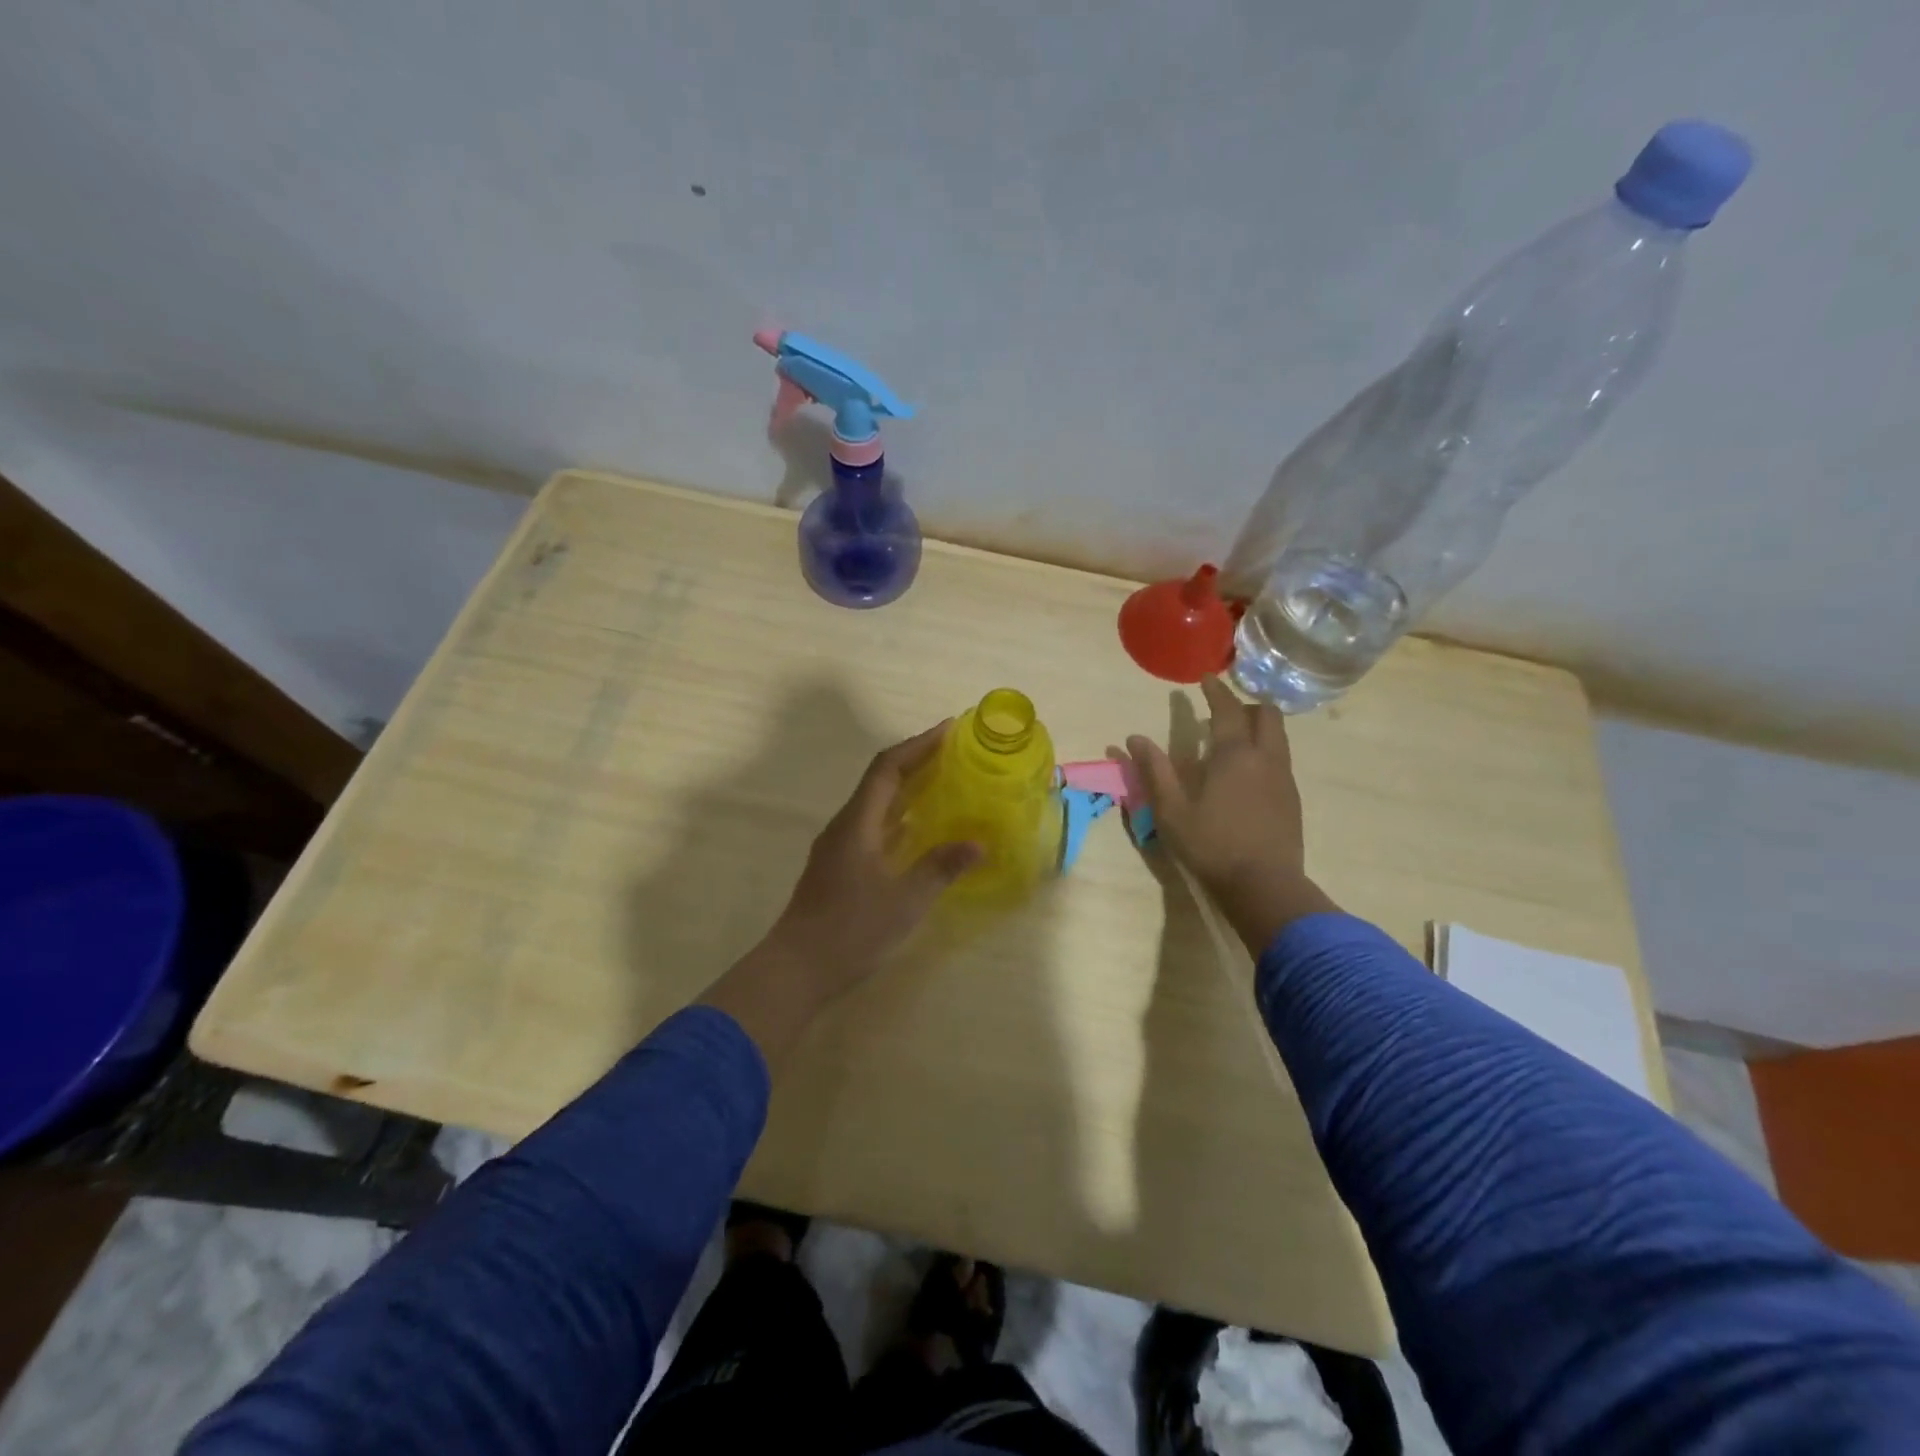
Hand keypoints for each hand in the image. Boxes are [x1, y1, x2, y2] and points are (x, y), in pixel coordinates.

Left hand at [699, 723, 980, 1063]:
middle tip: (954, 753)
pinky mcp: (840, 867)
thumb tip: (979, 844)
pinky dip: (899, 818)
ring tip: (944, 782)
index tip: (949, 730)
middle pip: (880, 780)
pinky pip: (873, 827)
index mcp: (857, 823)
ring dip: (907, 788)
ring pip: (876, 804)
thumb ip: (941, 867)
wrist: (796, 969)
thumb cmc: (851, 930)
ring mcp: (839, 847)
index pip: (887, 768)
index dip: (918, 745)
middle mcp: (845, 826)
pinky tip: (920, 829)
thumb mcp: (905, 900)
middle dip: (916, 761)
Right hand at [1123, 677, 1336, 954]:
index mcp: (1234, 755)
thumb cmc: (1211, 845)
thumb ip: (1154, 771)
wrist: (1264, 885)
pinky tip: (1248, 774)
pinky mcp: (1293, 799)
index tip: (1205, 679)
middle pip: (1267, 715)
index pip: (1227, 710)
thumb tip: (1133, 739)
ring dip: (1258, 727)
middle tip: (1223, 711)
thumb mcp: (1171, 810)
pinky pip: (1281, 759)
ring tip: (1234, 739)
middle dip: (1246, 704)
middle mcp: (1265, 758)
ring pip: (1279, 736)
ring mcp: (1284, 778)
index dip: (1216, 691)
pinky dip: (1265, 750)